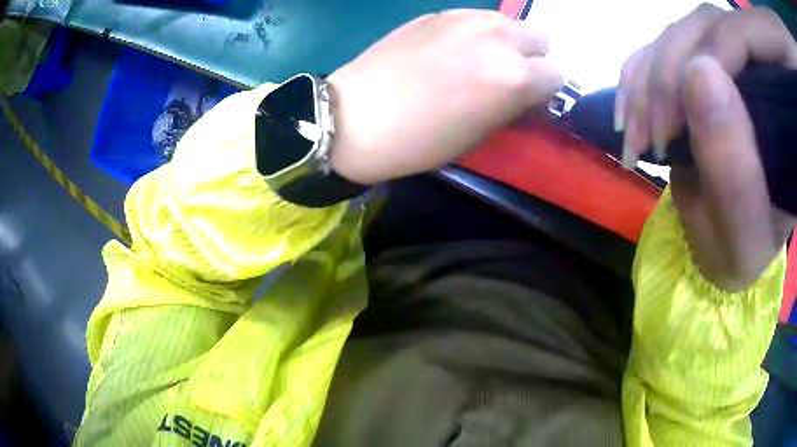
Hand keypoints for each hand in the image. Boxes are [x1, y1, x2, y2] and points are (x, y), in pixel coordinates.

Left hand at [326, 9, 562, 184]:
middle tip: (508, 75)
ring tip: (478, 59)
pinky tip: (451, 48)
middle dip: (532, 57)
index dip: (545, 91)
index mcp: (513, 77)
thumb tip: (528, 94)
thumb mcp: (480, 134)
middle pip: (539, 37)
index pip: (557, 75)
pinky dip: (475, 31)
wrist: (354, 118)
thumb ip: (513, 105)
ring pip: (507, 22)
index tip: (528, 100)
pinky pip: (475, 16)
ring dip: (505, 40)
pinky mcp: (436, 13)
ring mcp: (464, 19)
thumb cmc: (419, 141)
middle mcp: (496, 39)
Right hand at [617, 5, 796, 290]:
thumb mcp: (744, 233)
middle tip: (652, 132)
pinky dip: (640, 71)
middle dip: (673, 69)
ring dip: (650, 75)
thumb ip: (734, 168)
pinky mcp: (707, 61)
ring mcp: (734, 59)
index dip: (719, 49)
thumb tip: (698, 72)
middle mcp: (764, 72)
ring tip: (635, 131)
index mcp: (787, 112)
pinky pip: (665, 41)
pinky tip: (631, 109)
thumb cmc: (744, 250)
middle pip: (712, 25)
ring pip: (684, 29)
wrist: (729, 241)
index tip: (681, 109)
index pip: (754, 39)